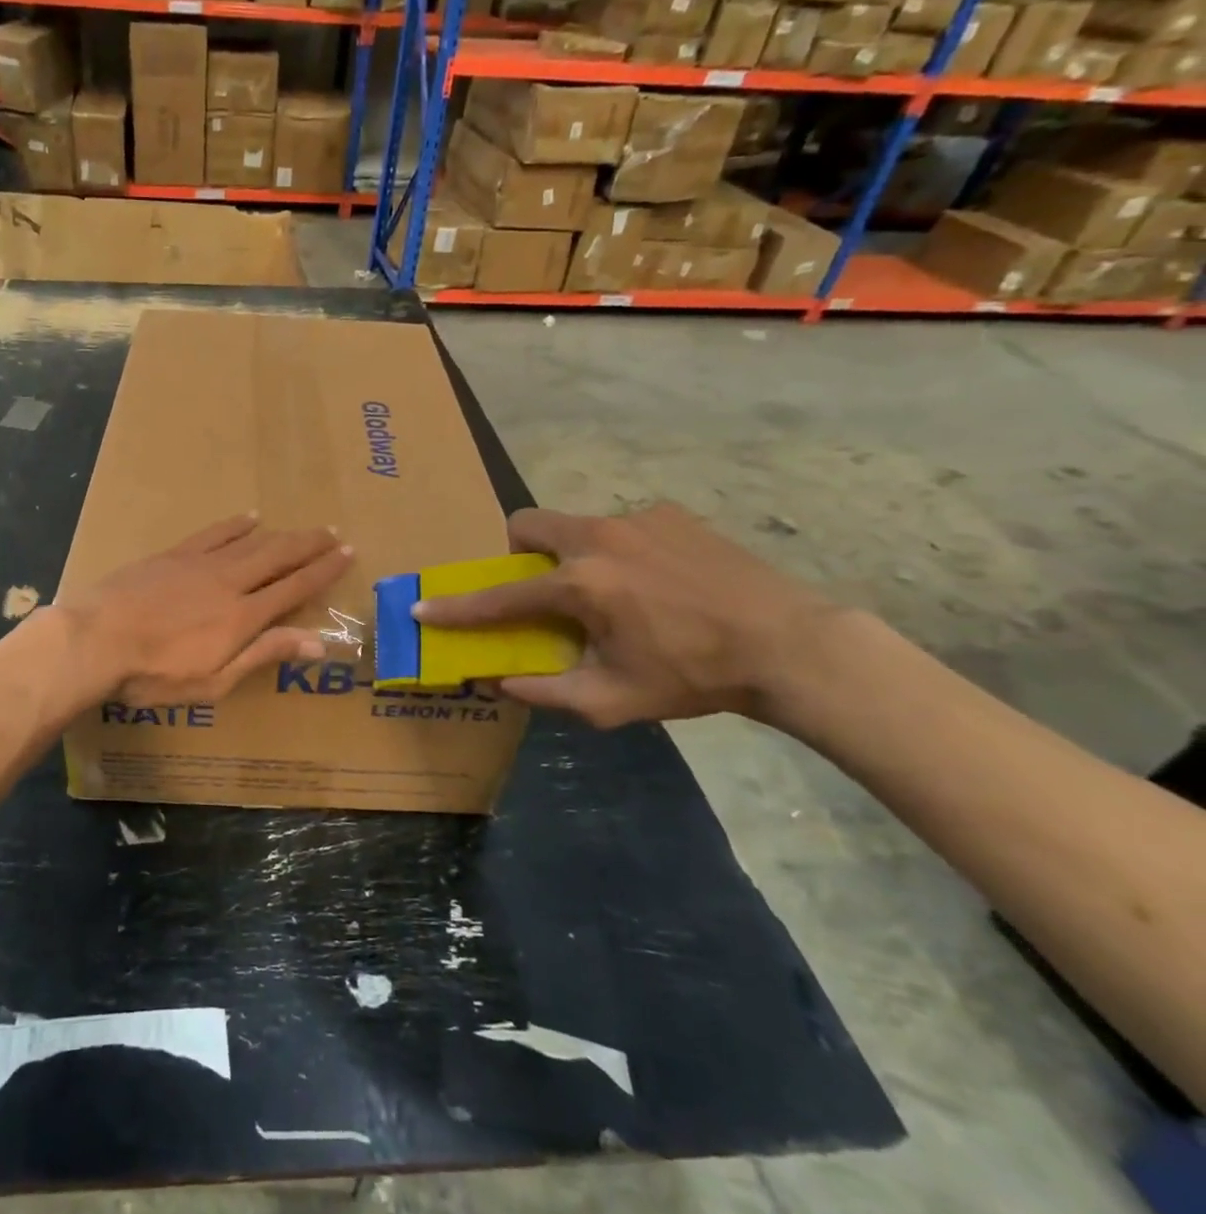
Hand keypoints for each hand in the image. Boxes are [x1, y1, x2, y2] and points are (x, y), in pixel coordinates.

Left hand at [58, 514, 353, 705]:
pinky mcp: (173, 555)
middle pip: (279, 556)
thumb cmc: (154, 674)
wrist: (95, 639)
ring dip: (281, 533)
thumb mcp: (215, 680)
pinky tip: (249, 517)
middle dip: (310, 545)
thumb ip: (264, 654)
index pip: (295, 588)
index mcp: (243, 616)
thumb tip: (316, 642)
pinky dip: (235, 525)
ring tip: (302, 528)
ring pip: (251, 541)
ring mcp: (200, 563)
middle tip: (333, 532)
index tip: (347, 553)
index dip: (324, 571)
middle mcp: (229, 581)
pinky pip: (213, 533)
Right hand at [412, 504, 839, 727]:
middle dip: (515, 552)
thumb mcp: (612, 700)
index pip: (500, 595)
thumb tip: (498, 681)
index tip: (423, 607)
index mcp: (580, 584)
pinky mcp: (670, 513)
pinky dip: (618, 552)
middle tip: (538, 587)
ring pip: (575, 526)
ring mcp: (636, 518)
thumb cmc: (694, 677)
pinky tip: (656, 583)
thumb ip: (545, 691)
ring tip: (613, 593)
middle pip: (527, 524)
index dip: (458, 608)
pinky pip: (621, 527)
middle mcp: (598, 537)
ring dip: (572, 555)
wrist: (789, 645)